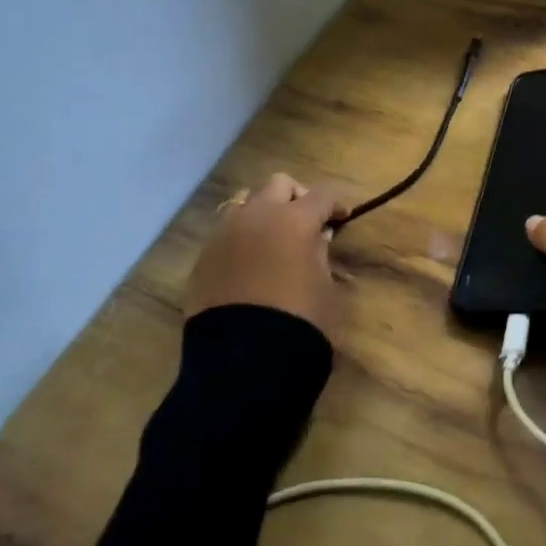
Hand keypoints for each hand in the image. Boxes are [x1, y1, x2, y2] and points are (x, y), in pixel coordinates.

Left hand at [183, 173, 349, 337]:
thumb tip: (318, 237)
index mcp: (294, 219)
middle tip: (305, 221)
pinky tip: (248, 264)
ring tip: (272, 238)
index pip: (322, 195)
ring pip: (244, 202)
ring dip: (261, 212)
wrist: (244, 361)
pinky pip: (224, 234)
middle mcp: (257, 216)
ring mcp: (225, 235)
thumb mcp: (325, 287)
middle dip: (295, 197)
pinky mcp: (203, 259)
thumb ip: (321, 254)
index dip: (336, 204)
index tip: (342, 218)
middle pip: (277, 184)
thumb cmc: (299, 321)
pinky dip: (240, 239)